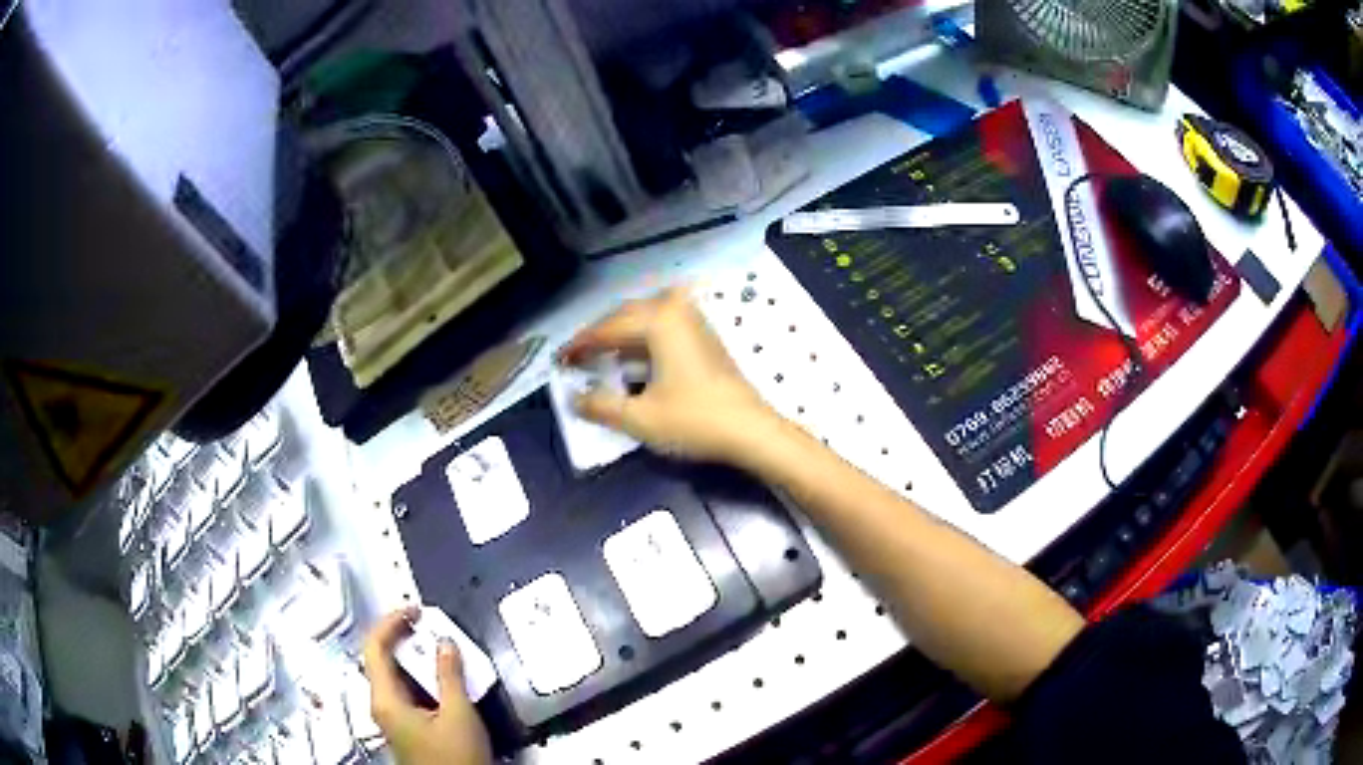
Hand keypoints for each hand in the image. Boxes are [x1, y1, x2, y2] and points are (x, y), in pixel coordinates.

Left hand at [363, 608, 491, 764]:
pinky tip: (442, 676)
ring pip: (395, 675)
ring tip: (439, 646)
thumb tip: (445, 642)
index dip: (390, 622)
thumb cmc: (455, 757)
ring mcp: (392, 716)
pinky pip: (406, 690)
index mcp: (385, 699)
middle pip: (381, 659)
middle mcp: (381, 704)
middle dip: (404, 637)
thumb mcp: (459, 715)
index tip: (414, 610)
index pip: (375, 648)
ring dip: (414, 657)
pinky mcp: (405, 725)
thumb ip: (450, 675)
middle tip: (429, 624)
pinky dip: (421, 676)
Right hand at [558, 287, 777, 464]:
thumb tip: (574, 398)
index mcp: (659, 320)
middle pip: (626, 315)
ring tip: (600, 357)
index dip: (579, 345)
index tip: (558, 361)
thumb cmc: (695, 421)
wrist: (752, 431)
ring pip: (646, 318)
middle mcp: (676, 310)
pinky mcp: (705, 336)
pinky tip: (635, 359)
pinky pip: (664, 326)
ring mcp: (695, 320)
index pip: (607, 328)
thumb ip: (600, 406)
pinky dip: (643, 339)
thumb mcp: (640, 418)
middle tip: (576, 358)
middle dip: (599, 336)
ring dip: (621, 335)